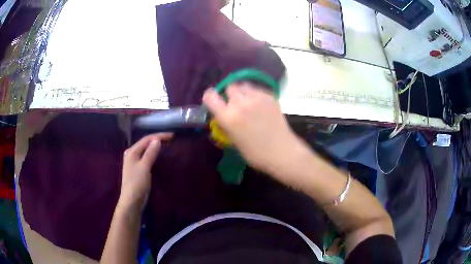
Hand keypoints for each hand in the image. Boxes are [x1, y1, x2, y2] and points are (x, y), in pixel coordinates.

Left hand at [119, 133, 172, 210]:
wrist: (132, 201)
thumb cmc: (137, 183)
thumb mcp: (144, 167)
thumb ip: (150, 153)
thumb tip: (157, 140)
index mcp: (132, 151)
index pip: (147, 139)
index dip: (159, 136)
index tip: (172, 136)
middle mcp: (131, 154)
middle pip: (145, 143)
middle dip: (157, 139)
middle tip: (170, 139)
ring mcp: (134, 162)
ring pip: (146, 150)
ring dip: (155, 146)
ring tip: (166, 144)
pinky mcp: (137, 169)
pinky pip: (146, 157)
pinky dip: (153, 154)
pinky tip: (158, 155)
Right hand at [203, 82, 303, 174]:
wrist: (282, 152)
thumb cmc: (256, 154)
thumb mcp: (234, 141)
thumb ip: (226, 125)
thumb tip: (224, 116)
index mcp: (229, 117)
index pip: (210, 97)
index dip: (210, 97)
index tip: (212, 100)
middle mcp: (241, 103)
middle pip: (230, 87)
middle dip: (229, 95)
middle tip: (235, 104)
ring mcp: (257, 98)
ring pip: (244, 86)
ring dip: (242, 92)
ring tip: (248, 102)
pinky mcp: (270, 96)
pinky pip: (257, 90)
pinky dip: (255, 95)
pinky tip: (260, 105)